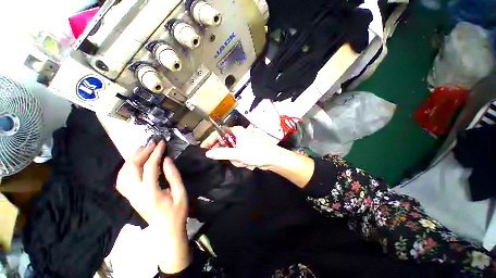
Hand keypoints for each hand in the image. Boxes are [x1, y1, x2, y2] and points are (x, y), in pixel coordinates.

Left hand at [116, 141, 189, 273]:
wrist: (167, 230)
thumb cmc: (177, 212)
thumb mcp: (180, 193)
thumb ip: (173, 175)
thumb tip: (166, 159)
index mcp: (150, 192)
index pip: (150, 167)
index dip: (156, 153)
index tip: (162, 143)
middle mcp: (136, 193)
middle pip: (133, 168)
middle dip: (142, 153)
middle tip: (152, 144)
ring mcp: (131, 197)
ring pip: (124, 174)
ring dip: (131, 160)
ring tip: (141, 149)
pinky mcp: (130, 198)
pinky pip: (121, 182)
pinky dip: (125, 170)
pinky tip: (132, 165)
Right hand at [202, 126, 314, 186]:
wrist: (272, 158)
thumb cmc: (256, 152)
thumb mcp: (237, 153)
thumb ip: (222, 153)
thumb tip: (208, 153)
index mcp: (236, 131)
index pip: (218, 133)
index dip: (210, 140)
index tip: (204, 149)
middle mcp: (238, 136)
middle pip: (224, 144)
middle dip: (226, 154)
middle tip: (230, 159)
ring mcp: (241, 144)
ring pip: (230, 152)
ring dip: (235, 159)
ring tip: (243, 161)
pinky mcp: (245, 150)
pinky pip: (236, 156)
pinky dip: (239, 160)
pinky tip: (246, 162)